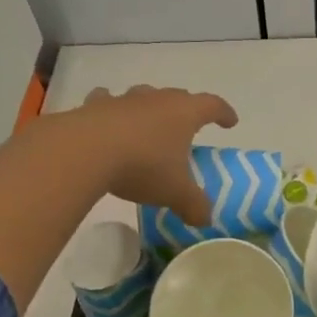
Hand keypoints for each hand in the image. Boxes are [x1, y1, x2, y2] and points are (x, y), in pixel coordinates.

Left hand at [73, 85, 237, 225]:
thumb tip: (205, 219)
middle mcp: (157, 99)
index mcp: (184, 113)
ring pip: (144, 96)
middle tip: (188, 126)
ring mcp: (125, 100)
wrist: (85, 151)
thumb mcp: (175, 192)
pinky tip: (107, 118)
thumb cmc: (143, 166)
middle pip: (178, 97)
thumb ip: (194, 205)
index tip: (230, 122)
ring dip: (149, 108)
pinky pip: (107, 101)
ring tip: (148, 124)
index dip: (224, 113)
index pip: (212, 105)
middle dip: (186, 110)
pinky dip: (110, 109)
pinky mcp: (95, 106)